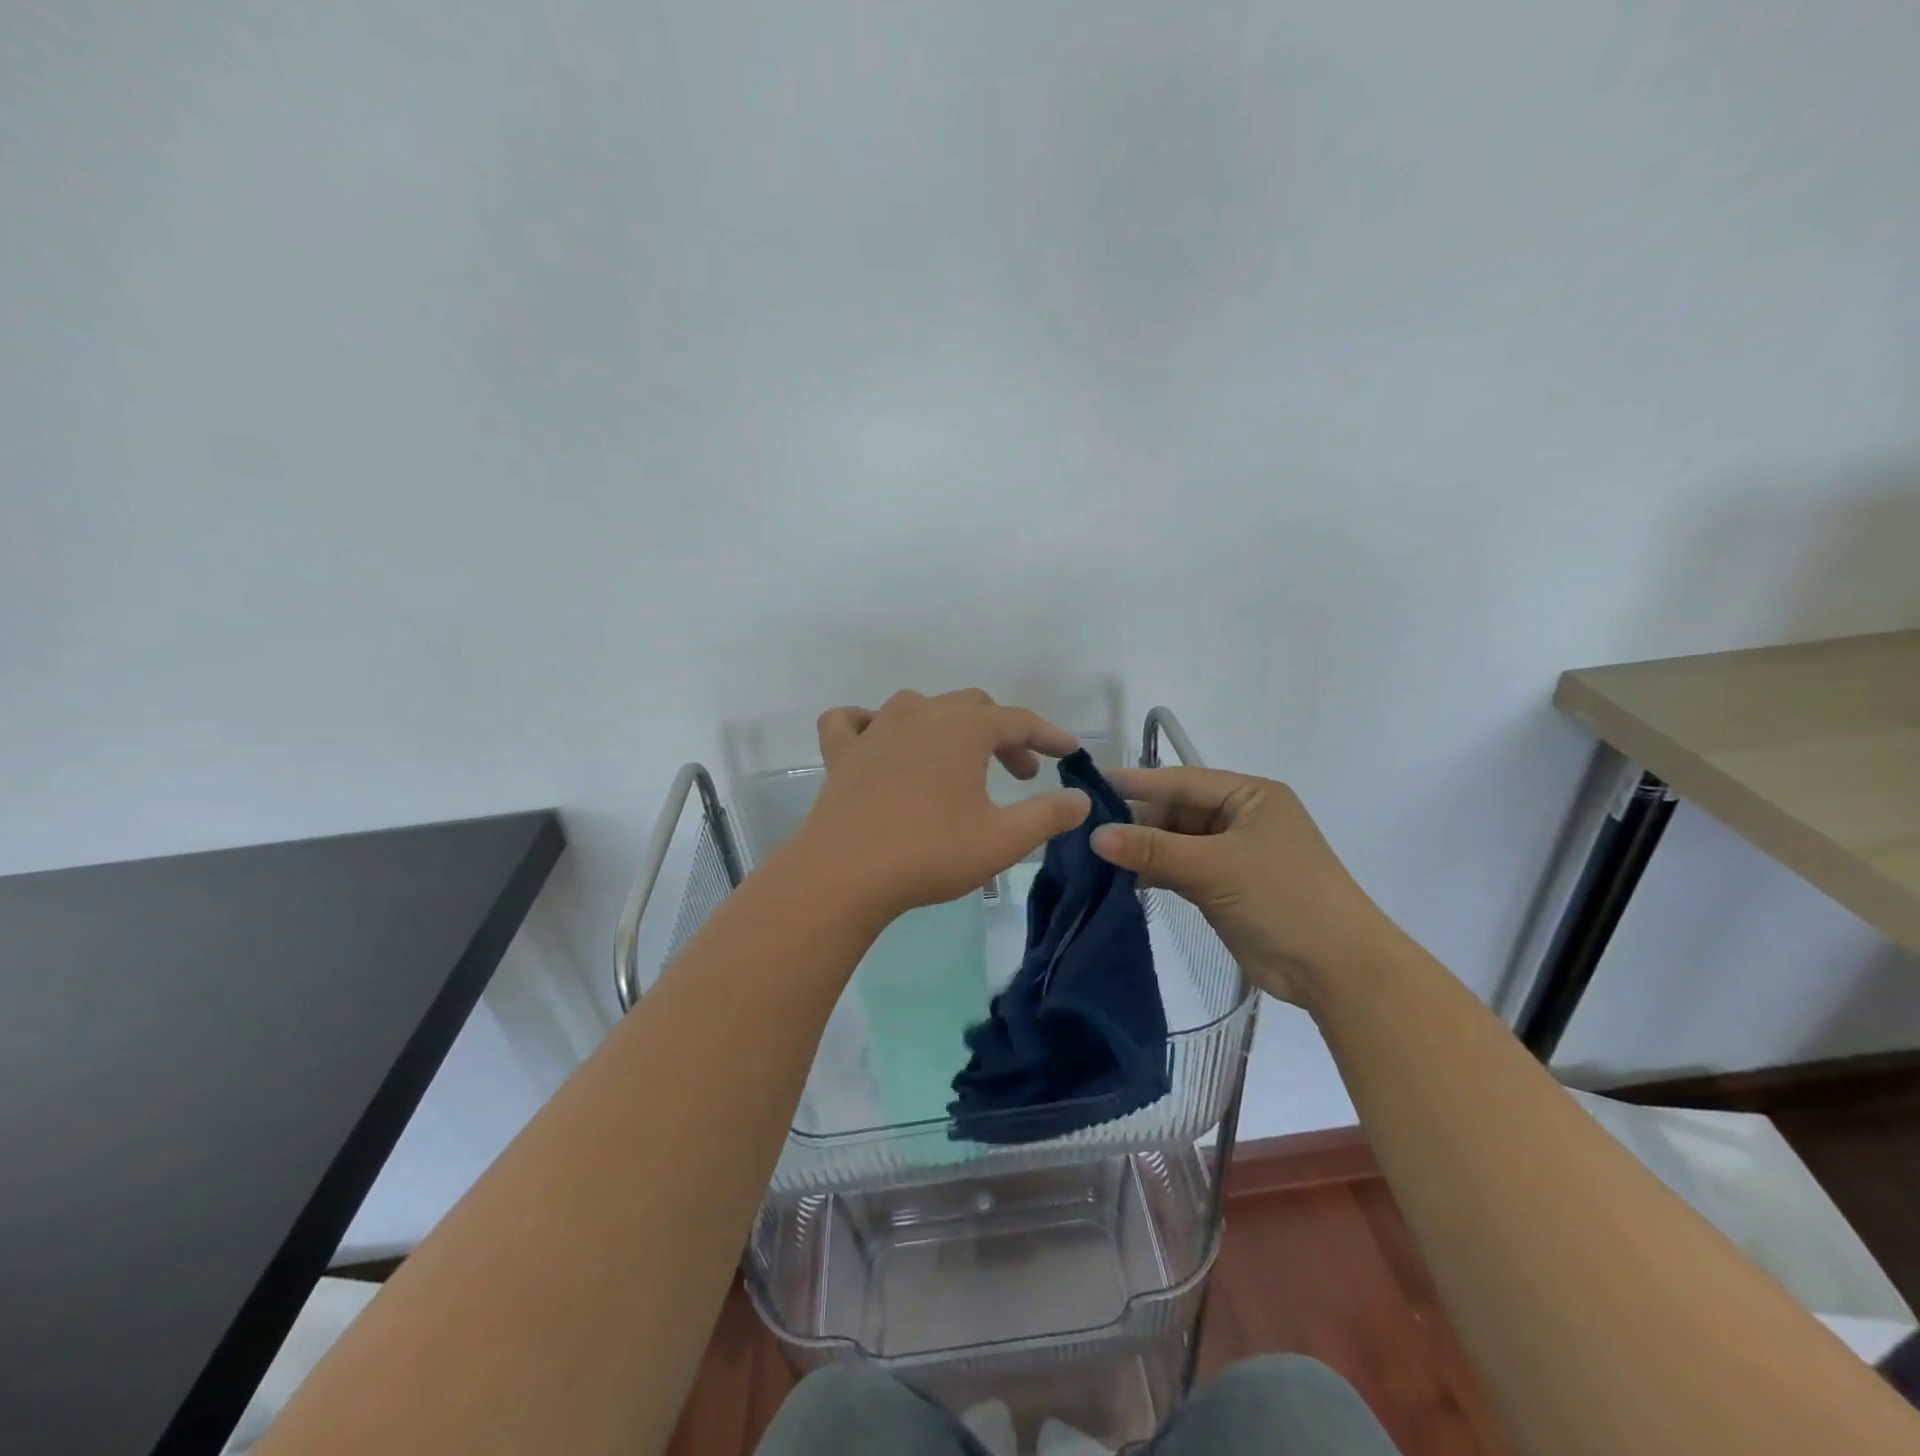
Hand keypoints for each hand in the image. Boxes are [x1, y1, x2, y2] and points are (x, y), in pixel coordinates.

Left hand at [795, 690, 1091, 921]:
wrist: (844, 873)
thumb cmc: (930, 852)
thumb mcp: (1002, 839)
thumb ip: (1048, 815)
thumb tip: (1080, 799)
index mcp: (963, 728)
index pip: (1018, 720)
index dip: (1048, 735)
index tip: (1069, 752)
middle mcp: (920, 714)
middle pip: (973, 708)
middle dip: (1004, 735)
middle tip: (1020, 774)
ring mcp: (875, 729)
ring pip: (920, 707)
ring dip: (949, 726)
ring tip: (959, 762)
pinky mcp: (841, 753)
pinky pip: (853, 722)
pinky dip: (869, 724)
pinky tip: (877, 741)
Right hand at [1090, 766, 1401, 1007]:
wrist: (1337, 970)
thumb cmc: (1283, 898)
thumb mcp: (1215, 866)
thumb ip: (1153, 849)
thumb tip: (1094, 835)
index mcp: (1249, 796)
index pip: (1182, 781)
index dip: (1136, 783)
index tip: (1089, 786)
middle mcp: (1240, 818)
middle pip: (1175, 812)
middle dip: (1135, 823)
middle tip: (1084, 831)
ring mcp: (1232, 855)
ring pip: (1174, 843)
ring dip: (1140, 851)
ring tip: (1092, 857)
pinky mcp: (1224, 888)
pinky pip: (1179, 870)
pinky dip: (1153, 874)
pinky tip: (1119, 880)